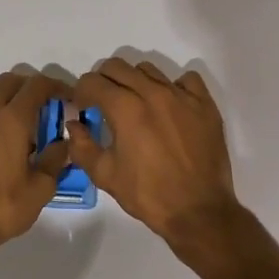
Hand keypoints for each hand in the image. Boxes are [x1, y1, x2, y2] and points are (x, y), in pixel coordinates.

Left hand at [0, 71, 70, 245]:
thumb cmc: (1, 209)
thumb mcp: (40, 190)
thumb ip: (55, 160)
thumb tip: (62, 143)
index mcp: (11, 122)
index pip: (36, 85)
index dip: (55, 85)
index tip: (66, 97)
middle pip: (7, 83)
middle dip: (27, 87)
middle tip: (42, 108)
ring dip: (5, 118)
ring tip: (17, 149)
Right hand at [68, 59, 239, 248]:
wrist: (199, 211)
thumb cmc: (149, 195)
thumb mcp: (106, 175)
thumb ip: (82, 146)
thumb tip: (74, 124)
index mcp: (126, 109)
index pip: (92, 82)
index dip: (81, 93)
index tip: (83, 108)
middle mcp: (153, 93)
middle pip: (118, 67)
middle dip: (103, 81)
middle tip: (104, 103)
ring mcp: (182, 96)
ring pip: (149, 70)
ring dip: (135, 81)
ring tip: (136, 104)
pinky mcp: (205, 104)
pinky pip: (187, 80)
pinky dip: (174, 87)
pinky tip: (170, 106)